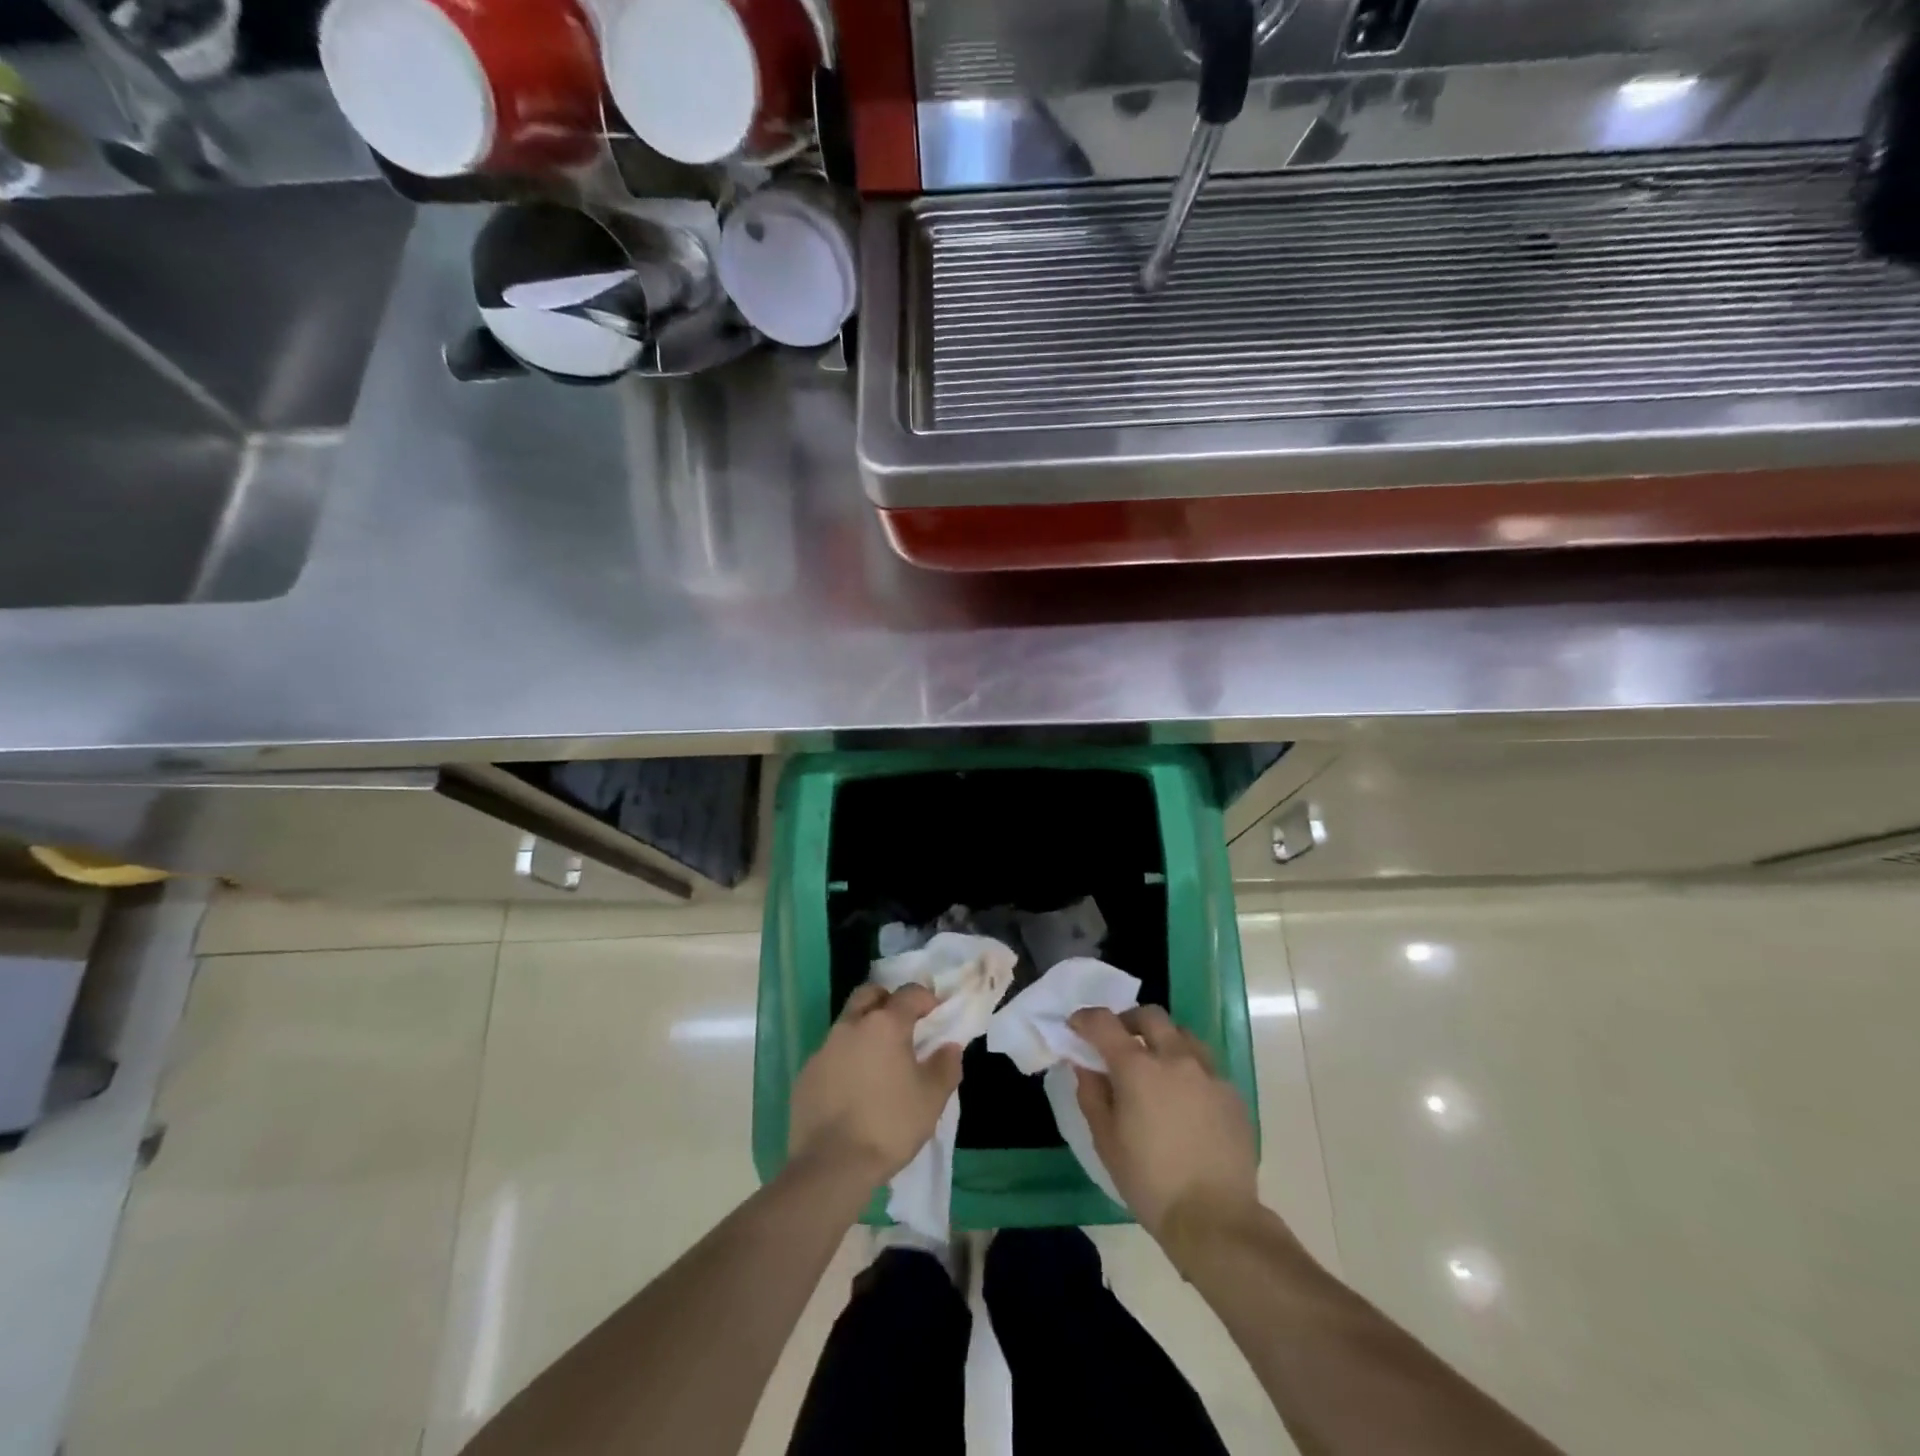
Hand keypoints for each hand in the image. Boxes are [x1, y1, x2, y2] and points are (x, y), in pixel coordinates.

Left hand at [790, 983, 962, 1185]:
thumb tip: (949, 1046)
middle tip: (902, 1025)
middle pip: (869, 994)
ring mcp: (824, 1048)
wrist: (831, 1166)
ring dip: (864, 1030)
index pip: (909, 993)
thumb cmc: (889, 1125)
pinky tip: (853, 1088)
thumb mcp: (932, 1099)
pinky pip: (830, 1054)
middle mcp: (851, 1025)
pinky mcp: (806, 1073)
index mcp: (885, 1025)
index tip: (935, 1014)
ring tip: (878, 1062)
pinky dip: (845, 1059)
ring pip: (847, 1023)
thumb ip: (945, 1065)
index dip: (926, 998)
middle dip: (887, 1001)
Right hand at [1070, 1006, 1258, 1240]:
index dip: (1085, 1019)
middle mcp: (1175, 1057)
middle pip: (1149, 1015)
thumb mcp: (1106, 1141)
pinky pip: (1205, 1065)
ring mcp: (1208, 1072)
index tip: (1075, 1027)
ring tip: (1156, 1066)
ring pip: (1182, 1034)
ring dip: (1163, 1040)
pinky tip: (1185, 1098)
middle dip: (1128, 1021)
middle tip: (1119, 1043)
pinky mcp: (1232, 1092)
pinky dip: (1188, 1068)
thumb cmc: (1150, 1182)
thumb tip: (1086, 1066)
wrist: (1215, 1219)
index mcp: (1137, 1068)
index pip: (1104, 1023)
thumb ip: (1092, 1094)